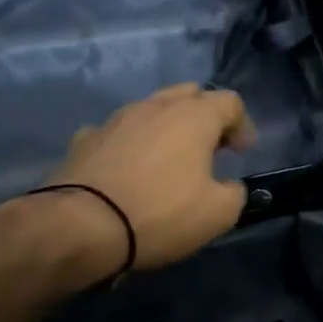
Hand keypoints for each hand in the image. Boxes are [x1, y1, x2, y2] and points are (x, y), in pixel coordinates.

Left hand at [39, 83, 257, 274]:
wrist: (80, 227)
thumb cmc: (160, 213)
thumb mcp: (219, 213)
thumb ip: (235, 193)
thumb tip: (229, 187)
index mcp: (194, 117)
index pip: (230, 101)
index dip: (243, 125)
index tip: (243, 153)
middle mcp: (155, 107)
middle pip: (189, 94)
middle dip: (205, 115)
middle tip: (210, 147)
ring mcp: (116, 119)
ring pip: (151, 109)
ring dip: (166, 126)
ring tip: (169, 158)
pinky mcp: (84, 139)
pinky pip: (117, 131)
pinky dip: (130, 143)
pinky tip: (128, 167)